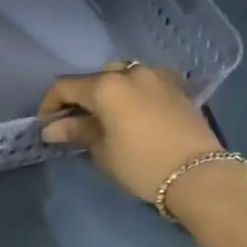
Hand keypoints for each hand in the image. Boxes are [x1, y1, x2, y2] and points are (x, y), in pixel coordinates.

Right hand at [39, 62, 223, 202]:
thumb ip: (78, 132)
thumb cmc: (143, 165)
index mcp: (106, 86)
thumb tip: (52, 128)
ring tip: (106, 117)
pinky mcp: (177, 86)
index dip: (50, 104)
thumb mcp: (103, 152)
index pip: (65, 87)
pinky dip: (132, 92)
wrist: (200, 175)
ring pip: (122, 75)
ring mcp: (157, 75)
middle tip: (76, 123)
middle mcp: (130, 72)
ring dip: (108, 92)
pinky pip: (145, 81)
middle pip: (94, 78)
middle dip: (81, 97)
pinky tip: (134, 113)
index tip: (46, 125)